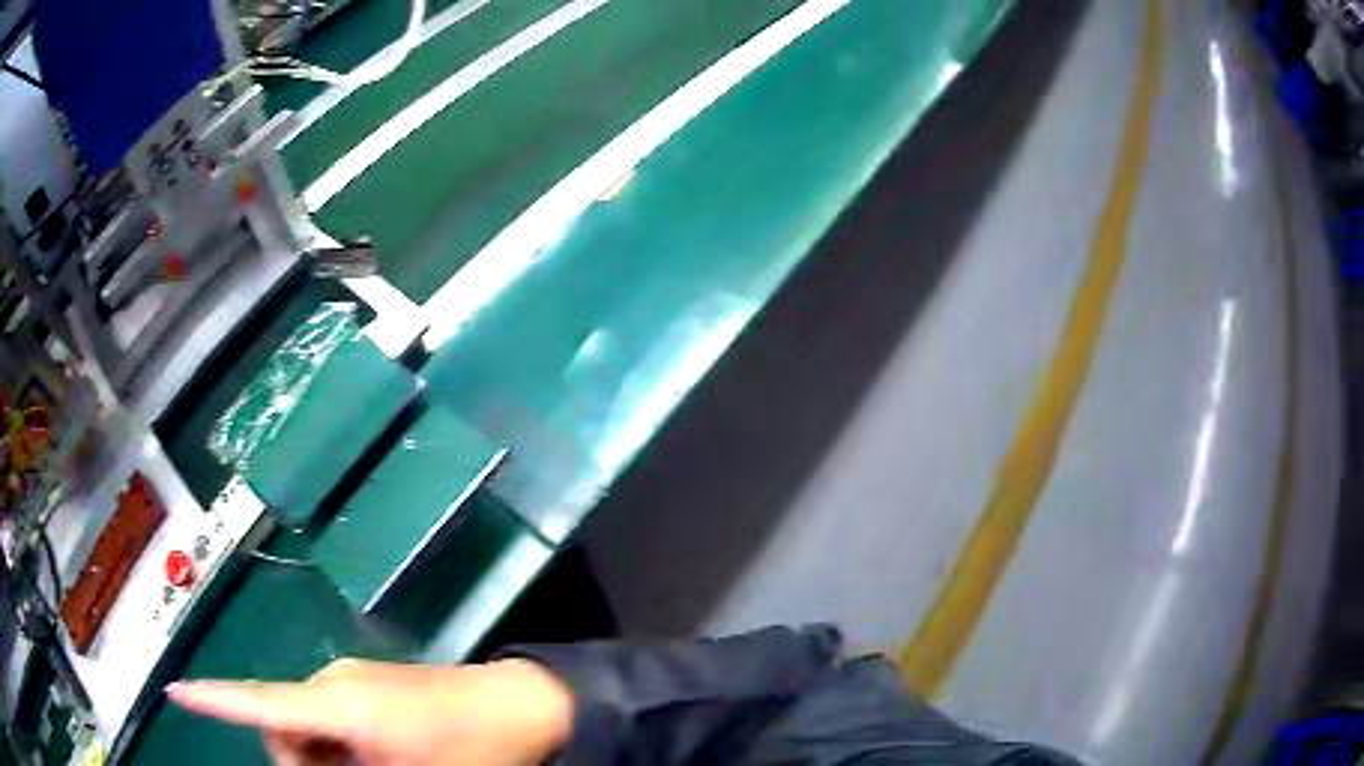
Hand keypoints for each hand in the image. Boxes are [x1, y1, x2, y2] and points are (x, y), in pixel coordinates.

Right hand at [166, 657, 574, 765]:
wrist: (528, 705)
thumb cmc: (476, 752)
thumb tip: (300, 763)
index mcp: (337, 703)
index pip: (259, 702)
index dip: (213, 699)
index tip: (175, 691)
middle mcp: (335, 683)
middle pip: (285, 731)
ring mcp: (353, 681)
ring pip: (309, 730)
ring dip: (327, 762)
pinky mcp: (371, 687)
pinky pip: (335, 723)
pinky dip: (342, 750)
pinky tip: (385, 761)